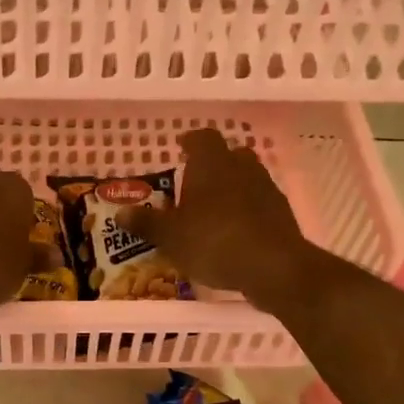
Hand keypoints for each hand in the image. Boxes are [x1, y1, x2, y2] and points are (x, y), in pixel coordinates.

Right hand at [122, 129, 318, 309]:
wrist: (272, 266)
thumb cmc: (213, 241)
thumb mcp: (171, 236)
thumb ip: (147, 223)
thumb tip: (120, 213)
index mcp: (211, 163)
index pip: (202, 138)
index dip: (191, 141)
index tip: (181, 148)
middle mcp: (242, 167)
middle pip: (229, 154)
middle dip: (214, 164)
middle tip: (196, 181)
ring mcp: (266, 189)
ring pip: (247, 177)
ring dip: (232, 187)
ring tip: (214, 209)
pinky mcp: (282, 213)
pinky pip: (260, 202)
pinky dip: (248, 210)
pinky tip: (236, 231)